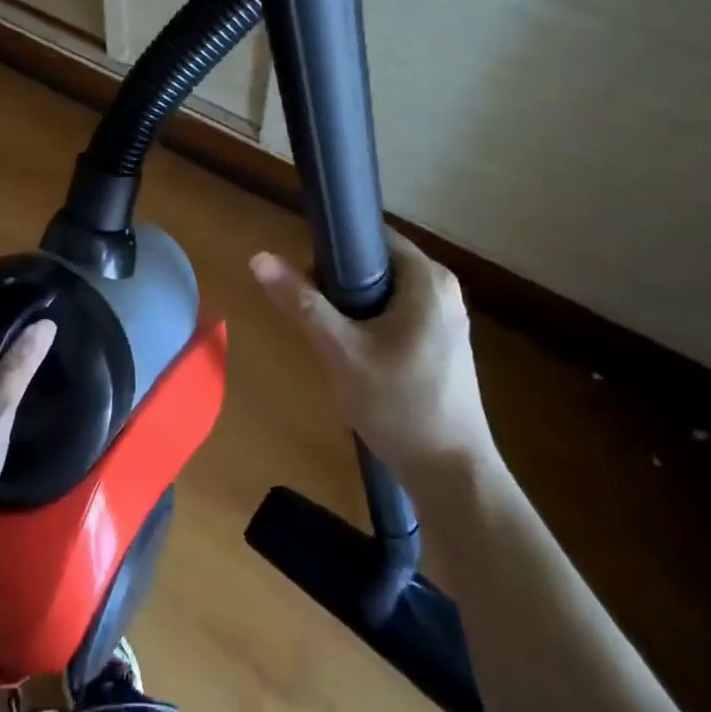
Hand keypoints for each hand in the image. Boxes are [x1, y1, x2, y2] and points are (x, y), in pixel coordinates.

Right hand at [250, 231, 498, 481]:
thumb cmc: (399, 405)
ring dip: (351, 308)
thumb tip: (259, 258)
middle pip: (375, 264)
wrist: (451, 474)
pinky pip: (396, 315)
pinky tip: (354, 357)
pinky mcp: (442, 343)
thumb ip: (301, 302)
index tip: (304, 281)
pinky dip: (370, 325)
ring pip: (383, 292)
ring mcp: (446, 318)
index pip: (370, 236)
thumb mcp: (341, 351)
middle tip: (314, 319)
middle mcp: (443, 289)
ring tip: (330, 340)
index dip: (331, 250)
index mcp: (428, 279)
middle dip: (338, 285)